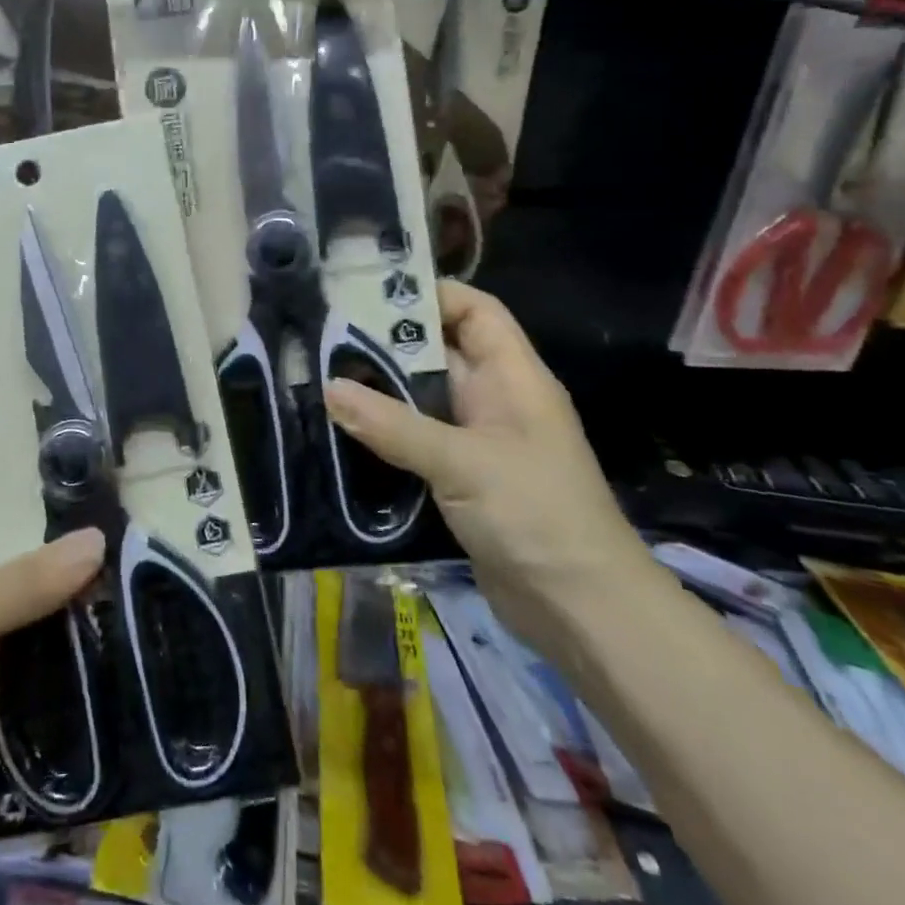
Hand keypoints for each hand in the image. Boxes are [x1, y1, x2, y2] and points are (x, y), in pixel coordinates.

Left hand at [0, 486, 103, 870]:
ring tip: (117, 556)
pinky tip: (101, 620)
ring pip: (10, 600)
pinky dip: (52, 638)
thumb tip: (98, 540)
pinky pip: (18, 648)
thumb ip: (27, 579)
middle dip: (41, 535)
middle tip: (104, 508)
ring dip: (54, 589)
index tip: (54, 461)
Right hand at [325, 281, 656, 657]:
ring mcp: (478, 442)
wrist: (582, 612)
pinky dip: (385, 432)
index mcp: (513, 378)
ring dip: (381, 391)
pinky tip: (343, 431)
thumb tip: (329, 388)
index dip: (431, 295)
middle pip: (440, 352)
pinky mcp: (461, 480)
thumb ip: (394, 425)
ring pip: (423, 399)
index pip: (476, 312)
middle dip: (389, 342)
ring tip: (321, 375)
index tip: (371, 292)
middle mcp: (495, 401)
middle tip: (326, 333)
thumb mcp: (463, 463)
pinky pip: (417, 441)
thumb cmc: (536, 516)